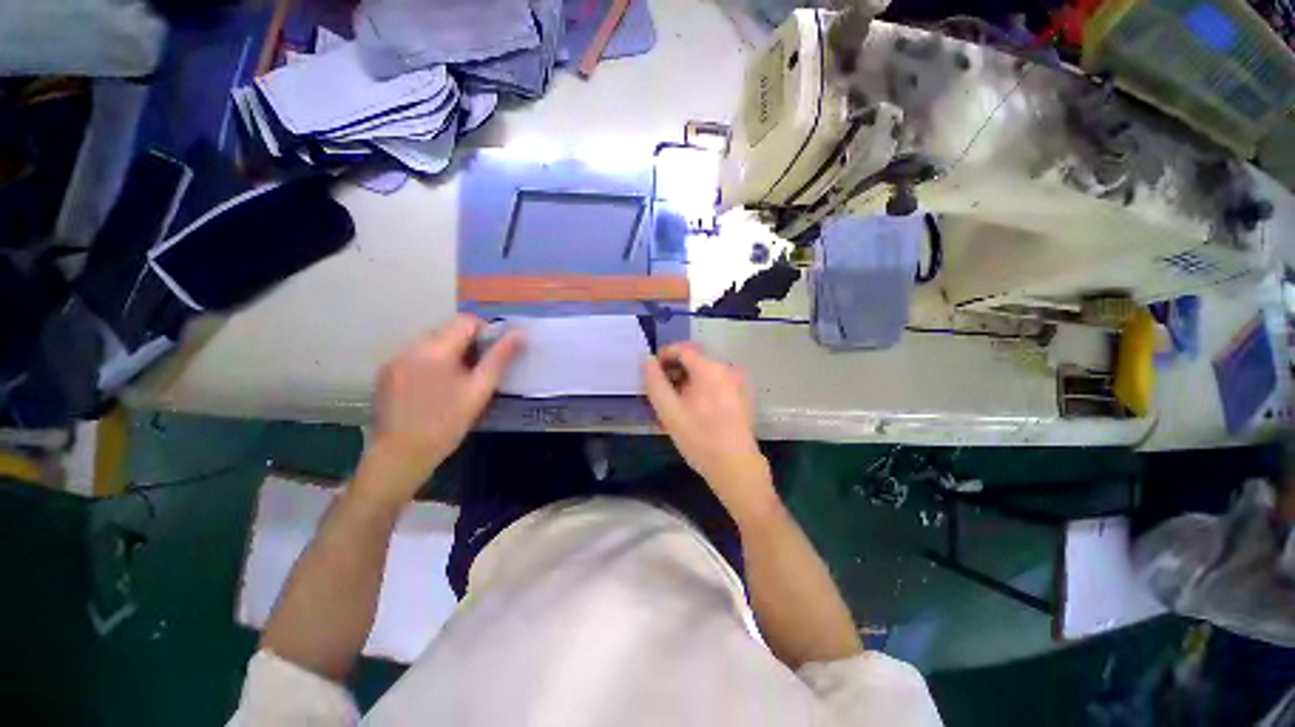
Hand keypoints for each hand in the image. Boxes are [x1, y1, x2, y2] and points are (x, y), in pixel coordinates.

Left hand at [359, 315, 521, 505]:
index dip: (486, 330)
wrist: (400, 456)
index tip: (495, 351)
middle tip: (479, 369)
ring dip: (449, 350)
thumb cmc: (446, 424)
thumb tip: (520, 333)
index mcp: (436, 350)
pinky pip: (415, 354)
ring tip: (457, 379)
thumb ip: (500, 359)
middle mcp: (411, 347)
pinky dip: (431, 360)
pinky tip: (435, 386)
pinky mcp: (386, 371)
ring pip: (431, 341)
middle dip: (467, 341)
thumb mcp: (479, 391)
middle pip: (447, 329)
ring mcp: (395, 359)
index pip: (466, 321)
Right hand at [642, 343, 777, 523]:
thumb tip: (647, 360)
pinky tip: (691, 410)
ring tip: (673, 404)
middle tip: (659, 392)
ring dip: (685, 382)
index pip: (682, 349)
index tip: (651, 372)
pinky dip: (700, 390)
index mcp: (710, 369)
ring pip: (704, 374)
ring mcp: (737, 383)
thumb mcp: (669, 411)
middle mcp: (727, 369)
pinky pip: (715, 384)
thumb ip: (655, 383)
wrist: (736, 467)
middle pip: (694, 361)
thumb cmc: (699, 438)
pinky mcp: (741, 396)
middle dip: (674, 372)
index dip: (664, 356)